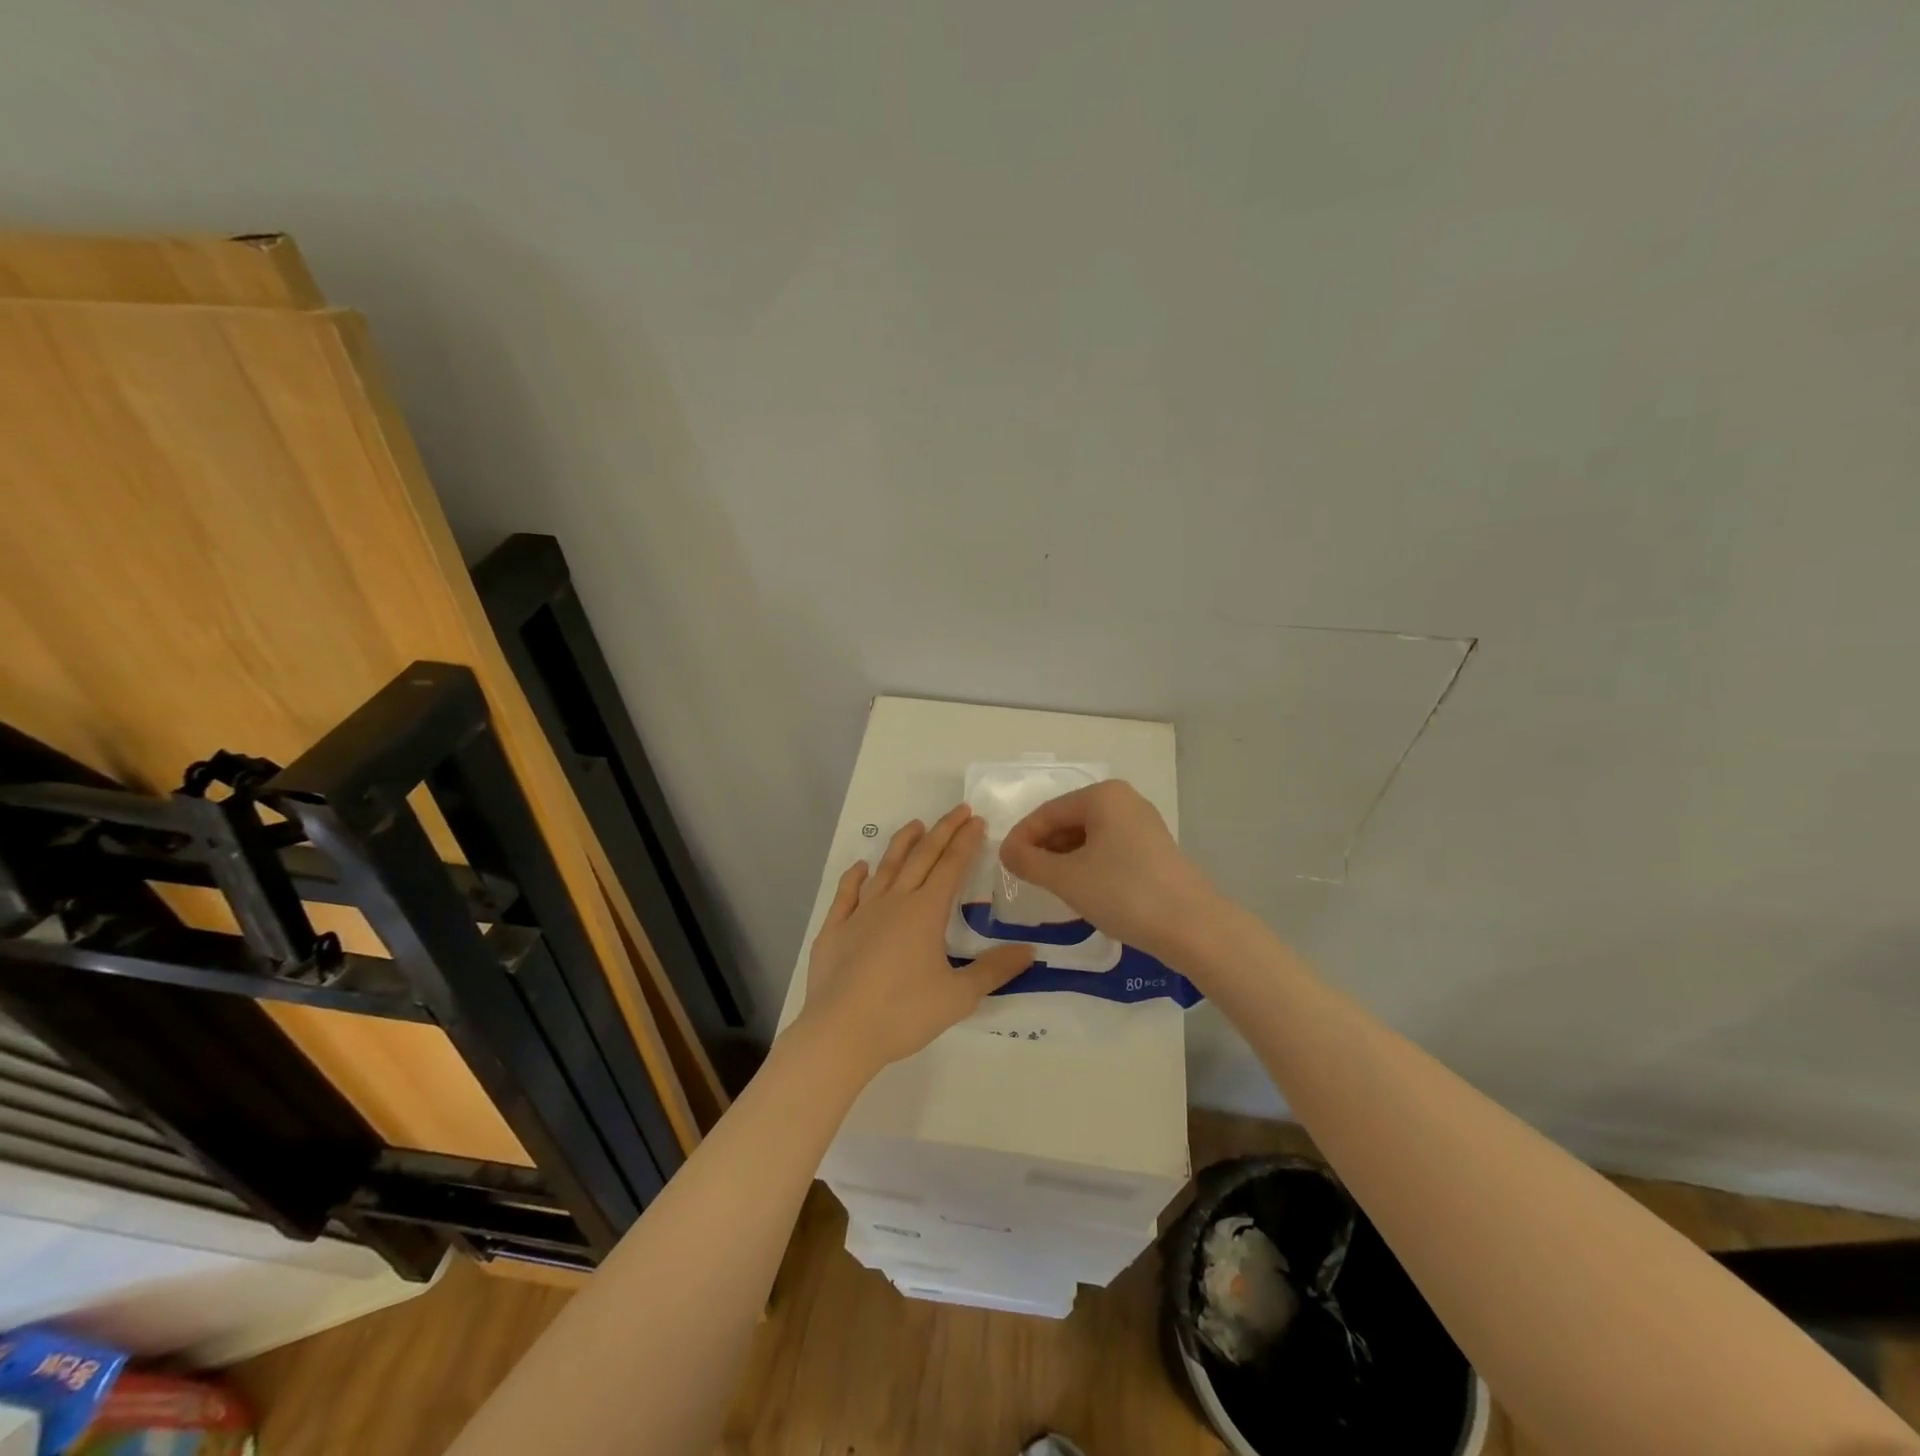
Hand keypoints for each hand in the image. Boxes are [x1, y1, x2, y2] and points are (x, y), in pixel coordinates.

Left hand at [800, 804, 1033, 1078]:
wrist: (840, 1032)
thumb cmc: (904, 1013)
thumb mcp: (959, 996)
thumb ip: (994, 970)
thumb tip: (1030, 950)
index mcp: (925, 912)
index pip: (951, 867)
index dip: (966, 842)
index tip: (977, 820)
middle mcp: (894, 902)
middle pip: (921, 857)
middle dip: (942, 831)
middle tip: (958, 810)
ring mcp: (860, 913)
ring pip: (885, 868)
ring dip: (902, 844)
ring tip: (915, 824)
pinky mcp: (834, 930)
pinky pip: (846, 894)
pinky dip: (854, 877)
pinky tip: (860, 867)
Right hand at [999, 780, 1221, 964]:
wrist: (1192, 927)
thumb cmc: (1123, 893)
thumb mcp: (1066, 878)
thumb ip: (1028, 861)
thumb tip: (1007, 851)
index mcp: (1102, 795)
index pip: (1047, 812)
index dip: (1021, 838)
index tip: (1003, 864)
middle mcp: (1124, 800)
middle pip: (1068, 821)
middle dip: (1043, 848)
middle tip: (1024, 878)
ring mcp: (1142, 824)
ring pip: (1088, 837)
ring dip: (1064, 859)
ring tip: (1048, 886)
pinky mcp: (1153, 849)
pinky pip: (1108, 848)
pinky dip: (1087, 865)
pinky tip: (1080, 890)